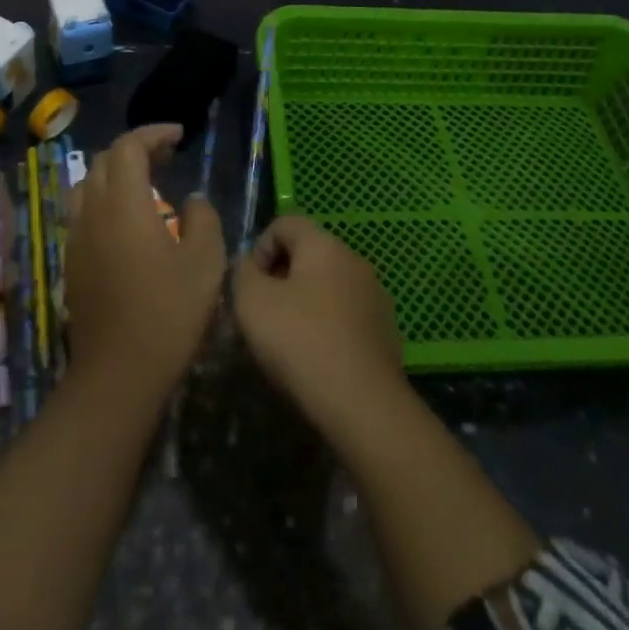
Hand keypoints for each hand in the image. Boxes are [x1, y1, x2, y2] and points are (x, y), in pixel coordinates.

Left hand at [64, 124, 225, 394]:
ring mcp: (77, 237)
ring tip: (146, 184)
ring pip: (88, 184)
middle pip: (105, 160)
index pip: (128, 147)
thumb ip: (203, 219)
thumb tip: (192, 200)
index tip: (179, 135)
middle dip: (136, 149)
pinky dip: (105, 199)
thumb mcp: (205, 263)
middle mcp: (93, 212)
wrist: (117, 375)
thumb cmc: (168, 314)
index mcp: (125, 204)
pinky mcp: (72, 262)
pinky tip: (128, 222)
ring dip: (116, 173)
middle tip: (167, 156)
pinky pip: (83, 211)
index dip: (153, 133)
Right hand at [233, 215, 405, 431]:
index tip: (251, 287)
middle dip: (281, 278)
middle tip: (265, 316)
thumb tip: (249, 265)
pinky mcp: (386, 331)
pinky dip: (328, 327)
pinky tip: (317, 360)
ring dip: (305, 304)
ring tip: (289, 342)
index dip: (260, 249)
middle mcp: (354, 259)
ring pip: (328, 286)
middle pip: (308, 254)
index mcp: (324, 244)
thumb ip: (242, 272)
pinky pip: (346, 316)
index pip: (284, 223)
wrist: (364, 406)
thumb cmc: (301, 342)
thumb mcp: (251, 302)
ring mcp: (375, 295)